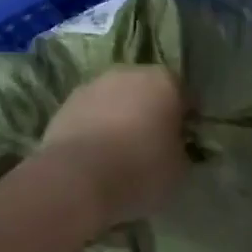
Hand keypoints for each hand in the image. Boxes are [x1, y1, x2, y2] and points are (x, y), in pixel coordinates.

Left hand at [39, 66, 189, 229]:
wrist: (77, 178)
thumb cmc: (141, 169)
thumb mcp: (179, 168)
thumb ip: (181, 150)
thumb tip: (174, 148)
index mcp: (164, 82)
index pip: (184, 95)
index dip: (186, 118)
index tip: (185, 141)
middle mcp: (128, 73)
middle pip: (147, 91)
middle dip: (151, 112)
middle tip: (153, 144)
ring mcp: (92, 85)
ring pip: (115, 100)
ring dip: (120, 118)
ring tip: (121, 152)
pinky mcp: (64, 104)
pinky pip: (91, 115)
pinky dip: (96, 129)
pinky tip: (97, 156)